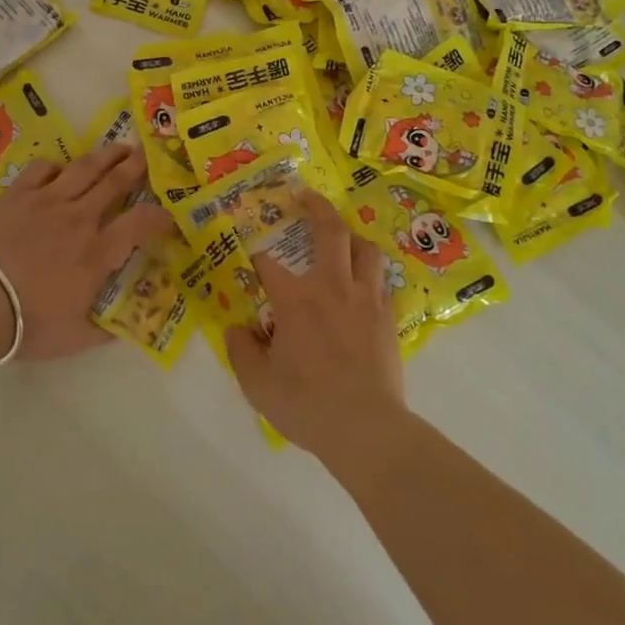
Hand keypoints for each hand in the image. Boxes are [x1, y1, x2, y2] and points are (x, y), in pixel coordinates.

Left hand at [0, 143, 174, 360]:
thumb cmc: (25, 324)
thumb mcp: (73, 338)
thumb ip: (103, 331)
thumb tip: (126, 329)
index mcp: (97, 254)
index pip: (140, 224)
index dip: (160, 216)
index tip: (169, 216)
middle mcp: (78, 220)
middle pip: (114, 183)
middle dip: (135, 168)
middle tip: (146, 156)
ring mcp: (46, 202)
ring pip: (84, 168)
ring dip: (105, 156)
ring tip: (118, 147)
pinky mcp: (16, 195)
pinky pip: (42, 170)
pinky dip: (56, 166)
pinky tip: (59, 168)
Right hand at [223, 191, 407, 462]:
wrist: (366, 428)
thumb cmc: (307, 405)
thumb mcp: (257, 385)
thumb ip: (241, 351)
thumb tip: (236, 328)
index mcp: (296, 299)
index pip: (268, 263)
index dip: (255, 254)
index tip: (248, 252)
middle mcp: (332, 286)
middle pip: (329, 231)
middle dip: (317, 206)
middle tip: (306, 195)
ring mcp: (365, 298)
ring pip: (366, 248)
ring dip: (352, 237)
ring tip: (343, 239)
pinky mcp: (388, 315)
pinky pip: (382, 280)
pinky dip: (371, 274)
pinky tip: (365, 284)